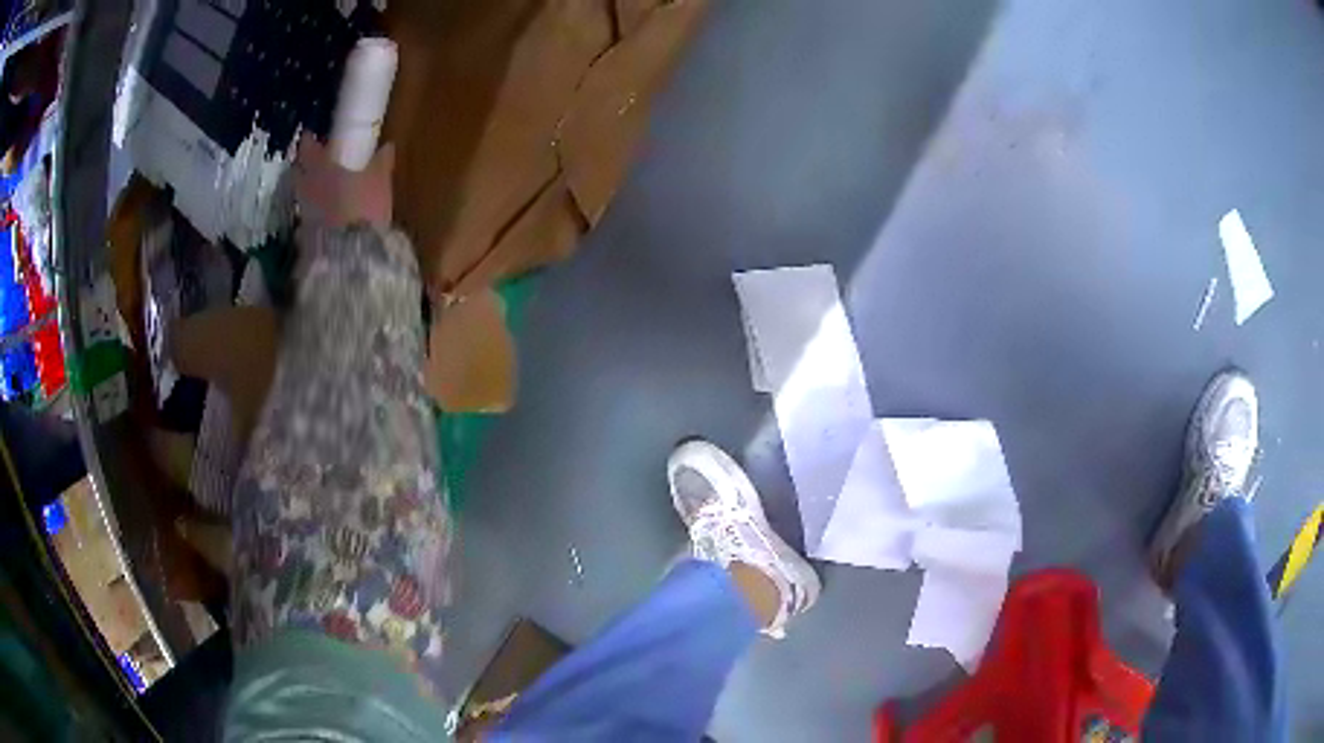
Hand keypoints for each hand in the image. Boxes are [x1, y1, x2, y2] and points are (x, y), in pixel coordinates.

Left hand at [294, 134, 393, 228]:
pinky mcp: (307, 234)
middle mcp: (306, 187)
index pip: (307, 148)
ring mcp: (304, 211)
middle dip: (304, 165)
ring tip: (321, 188)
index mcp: (320, 168)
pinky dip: (313, 209)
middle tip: (315, 162)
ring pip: (302, 193)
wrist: (350, 252)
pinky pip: (307, 214)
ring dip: (309, 188)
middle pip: (298, 172)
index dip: (309, 141)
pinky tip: (325, 212)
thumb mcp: (379, 180)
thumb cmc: (363, 206)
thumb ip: (381, 162)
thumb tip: (386, 146)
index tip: (312, 135)